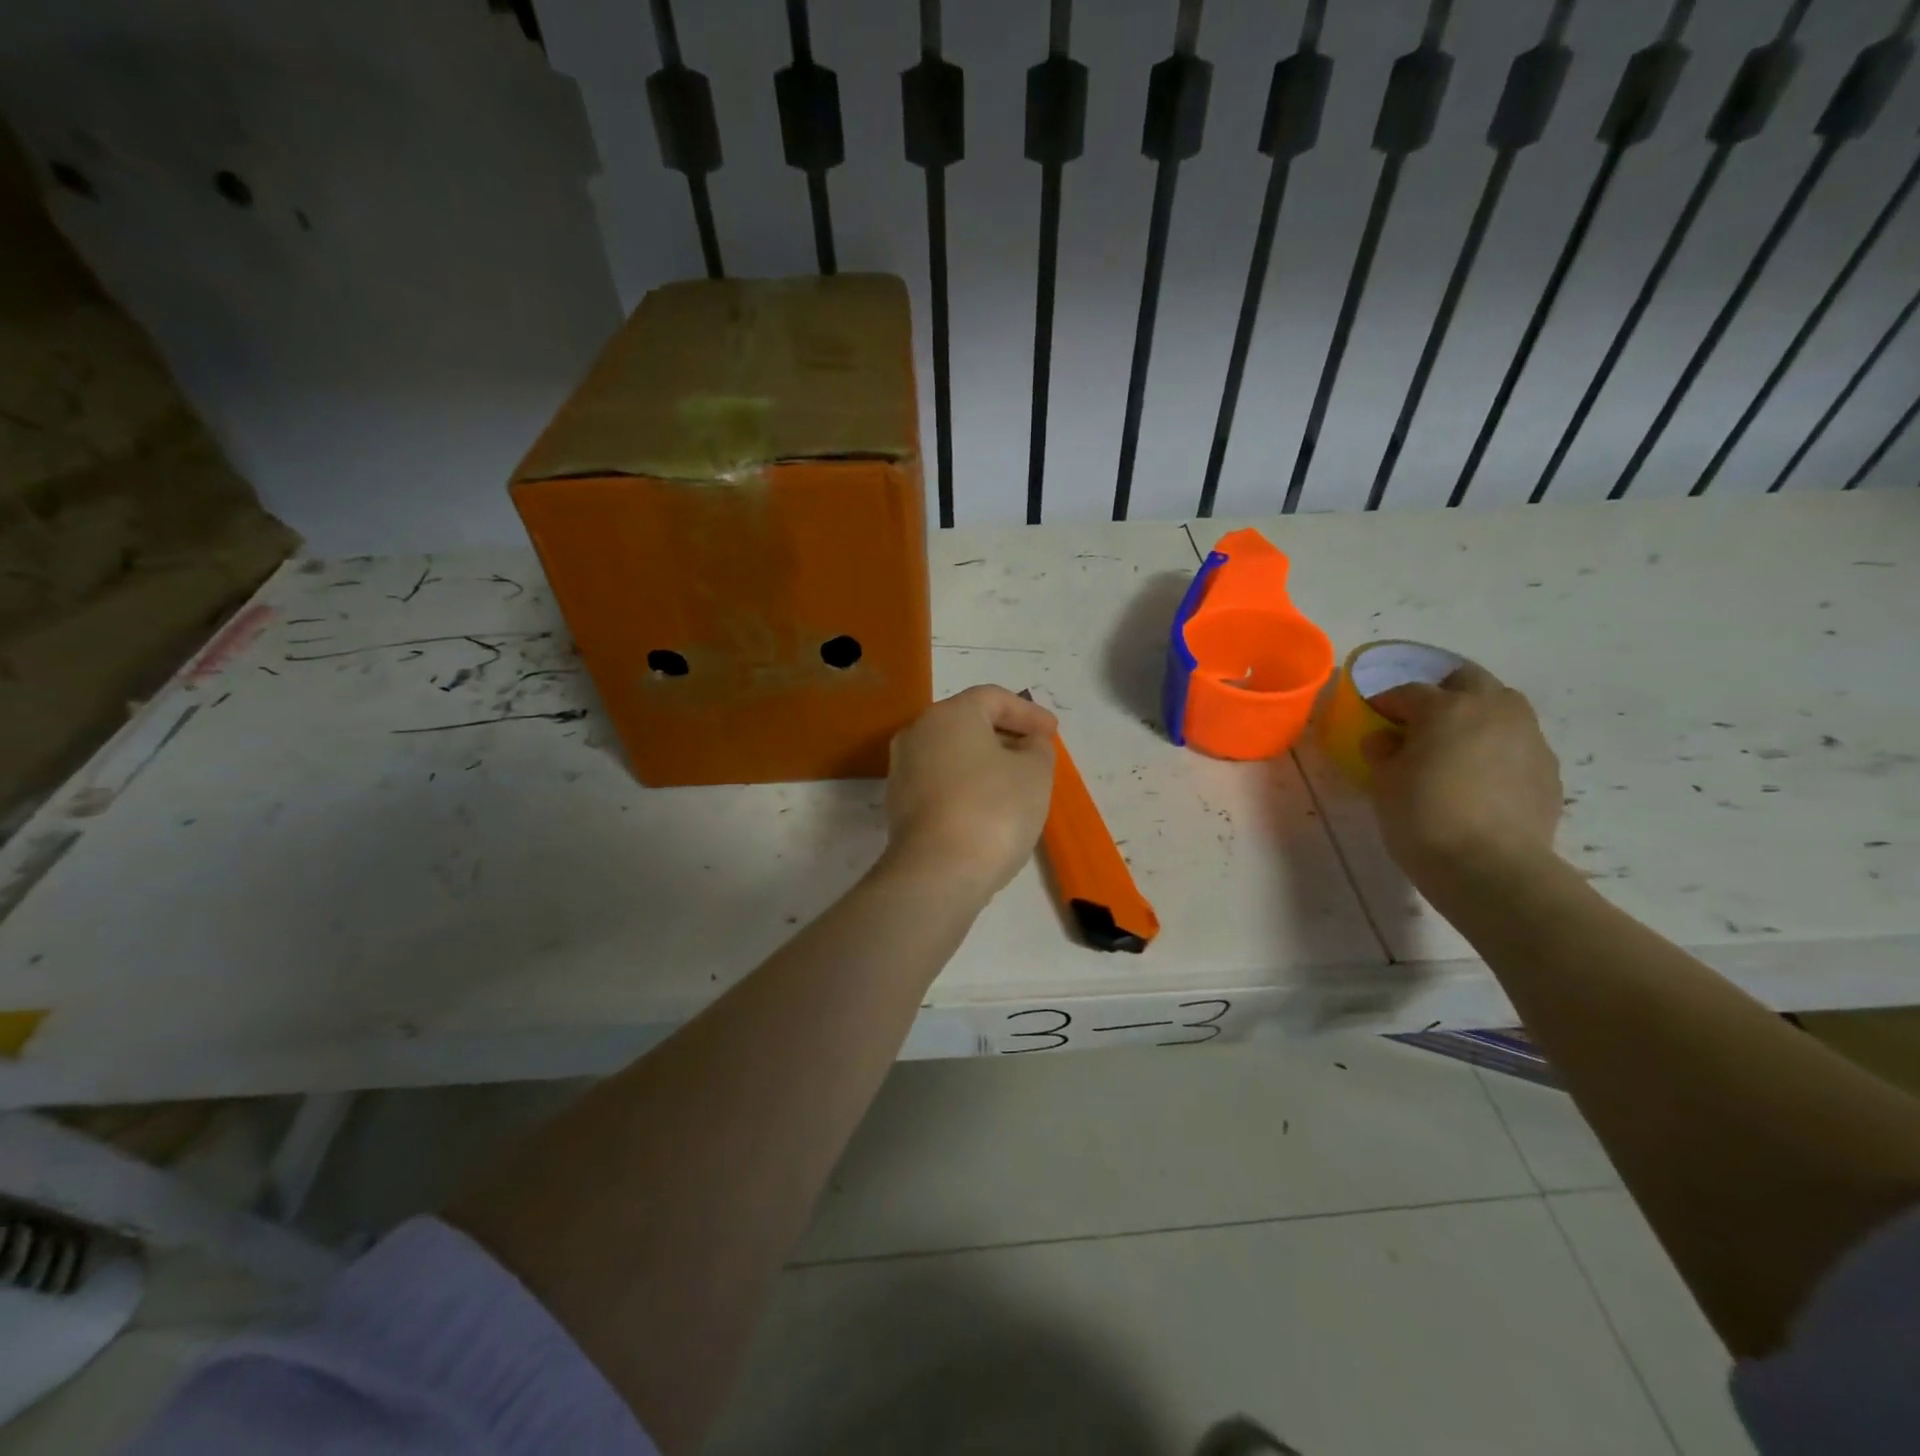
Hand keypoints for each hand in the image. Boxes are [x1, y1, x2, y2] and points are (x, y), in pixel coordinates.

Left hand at [882, 685, 1056, 898]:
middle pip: (968, 724)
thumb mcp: (1035, 773)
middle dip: (1006, 736)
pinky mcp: (900, 806)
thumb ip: (1038, 749)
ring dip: (986, 763)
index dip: (1028, 713)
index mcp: (949, 715)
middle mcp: (918, 734)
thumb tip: (1027, 744)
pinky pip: (941, 783)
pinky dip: (967, 787)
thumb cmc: (993, 810)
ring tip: (1017, 784)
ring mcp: (903, 771)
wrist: (937, 873)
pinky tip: (990, 809)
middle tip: (1037, 755)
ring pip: (953, 755)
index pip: (993, 698)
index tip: (1053, 734)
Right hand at [1362, 662, 1562, 889]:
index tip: (1373, 716)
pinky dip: (1496, 748)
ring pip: (1501, 707)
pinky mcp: (1548, 770)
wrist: (1491, 869)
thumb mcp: (1383, 782)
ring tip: (1454, 747)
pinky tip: (1480, 778)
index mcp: (1446, 708)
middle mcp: (1493, 711)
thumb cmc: (1423, 818)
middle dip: (1441, 693)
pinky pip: (1517, 743)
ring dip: (1476, 716)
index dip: (1386, 702)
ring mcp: (1528, 738)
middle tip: (1418, 721)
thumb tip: (1386, 740)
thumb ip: (1382, 751)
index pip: (1408, 692)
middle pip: (1467, 681)